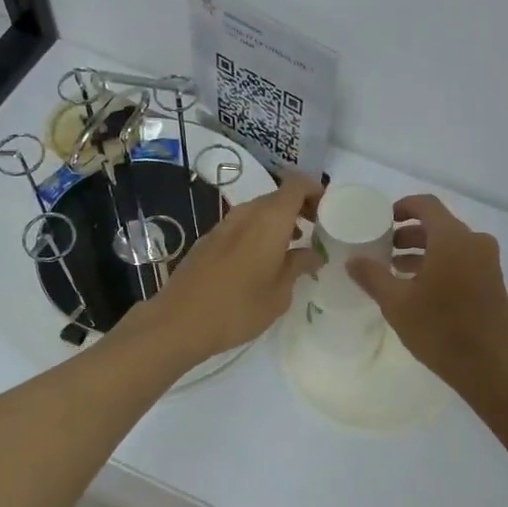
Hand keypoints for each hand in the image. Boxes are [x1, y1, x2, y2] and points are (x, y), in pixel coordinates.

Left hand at [132, 171, 322, 363]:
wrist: (178, 322)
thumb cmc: (238, 308)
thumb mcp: (279, 293)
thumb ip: (299, 266)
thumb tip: (313, 255)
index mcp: (269, 220)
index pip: (297, 185)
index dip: (316, 190)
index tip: (328, 211)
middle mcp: (246, 214)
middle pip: (278, 196)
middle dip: (299, 208)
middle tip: (315, 230)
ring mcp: (224, 225)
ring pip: (258, 210)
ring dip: (278, 221)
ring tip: (291, 247)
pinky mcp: (208, 240)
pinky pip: (242, 225)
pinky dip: (258, 232)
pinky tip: (261, 261)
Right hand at [346, 195, 507, 390]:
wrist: (493, 368)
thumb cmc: (441, 330)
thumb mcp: (397, 303)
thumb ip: (373, 276)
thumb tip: (353, 260)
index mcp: (452, 238)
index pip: (426, 205)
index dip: (402, 207)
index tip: (382, 220)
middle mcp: (474, 242)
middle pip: (438, 224)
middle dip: (409, 233)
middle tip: (383, 249)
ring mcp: (487, 262)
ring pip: (450, 244)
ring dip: (423, 251)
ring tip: (396, 270)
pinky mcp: (493, 281)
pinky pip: (462, 259)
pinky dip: (440, 263)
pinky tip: (419, 288)